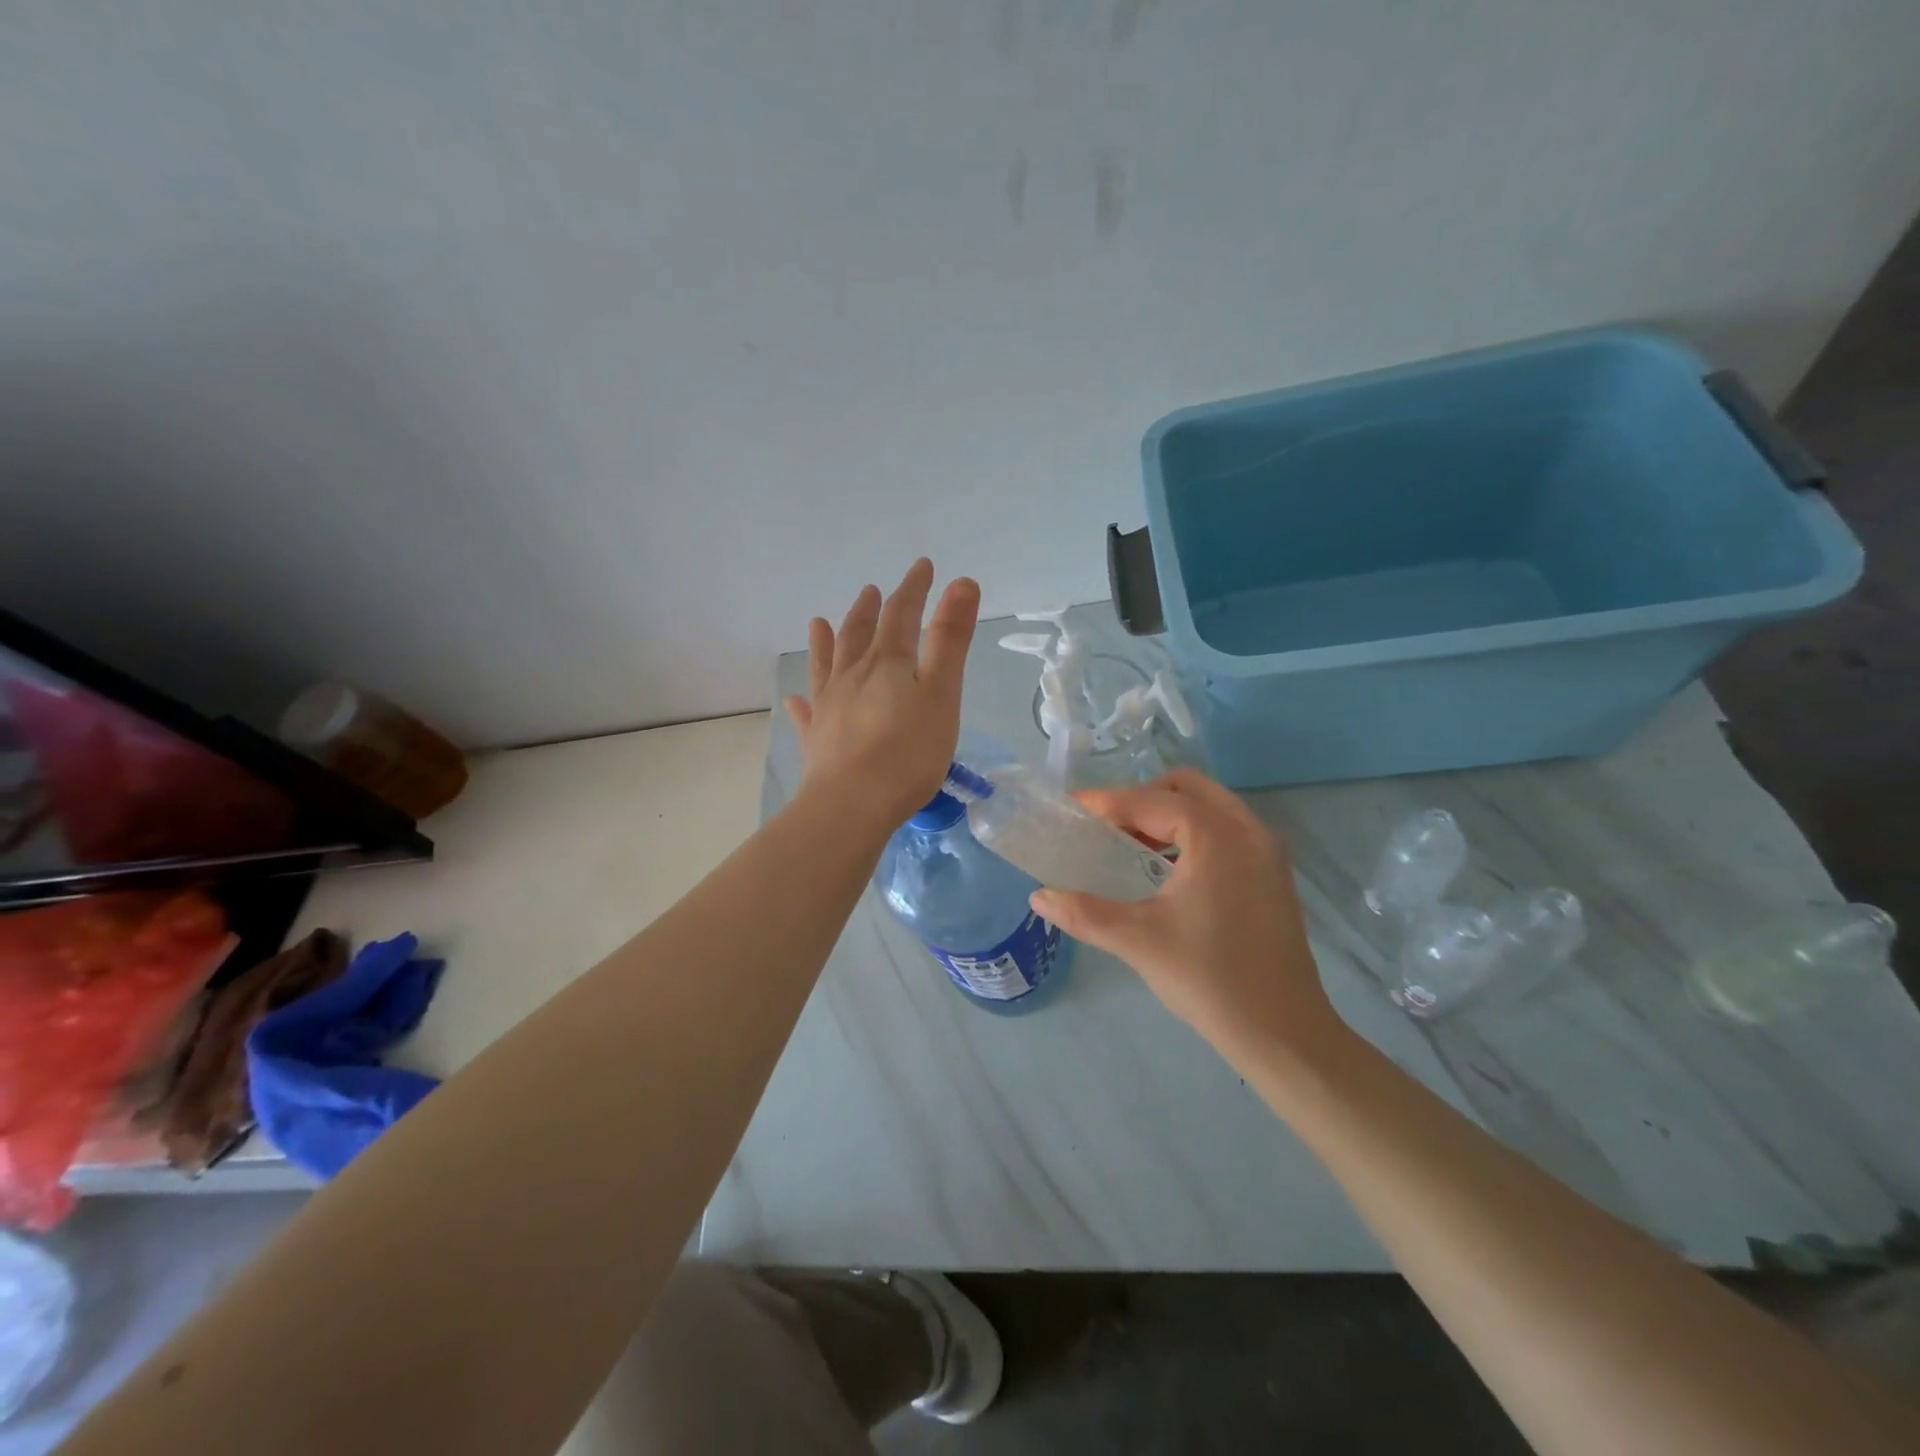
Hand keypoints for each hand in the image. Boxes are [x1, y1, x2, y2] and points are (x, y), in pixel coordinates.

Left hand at [785, 559, 980, 829]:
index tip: (922, 566)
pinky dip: (803, 701)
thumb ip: (950, 639)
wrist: (852, 805)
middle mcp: (852, 676)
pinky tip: (795, 698)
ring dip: (826, 641)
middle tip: (871, 590)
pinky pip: (807, 713)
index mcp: (887, 663)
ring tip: (818, 621)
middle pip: (859, 634)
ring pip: (826, 665)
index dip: (913, 588)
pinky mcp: (817, 739)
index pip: (901, 614)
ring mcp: (829, 707)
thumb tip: (961, 582)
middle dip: (869, 610)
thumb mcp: (941, 692)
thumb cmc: (908, 751)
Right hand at [1030, 769, 1342, 1062]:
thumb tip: (1039, 896)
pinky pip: (1227, 830)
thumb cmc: (1209, 979)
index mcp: (1216, 836)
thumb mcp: (1137, 941)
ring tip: (1133, 846)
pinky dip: (1194, 833)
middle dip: (1142, 798)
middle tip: (1107, 826)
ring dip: (1169, 814)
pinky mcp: (1273, 875)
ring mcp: (1267, 852)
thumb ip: (1084, 912)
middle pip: (1186, 787)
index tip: (1072, 808)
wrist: (1283, 1033)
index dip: (1107, 802)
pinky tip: (1169, 870)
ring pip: (1210, 806)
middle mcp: (1248, 830)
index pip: (1150, 801)